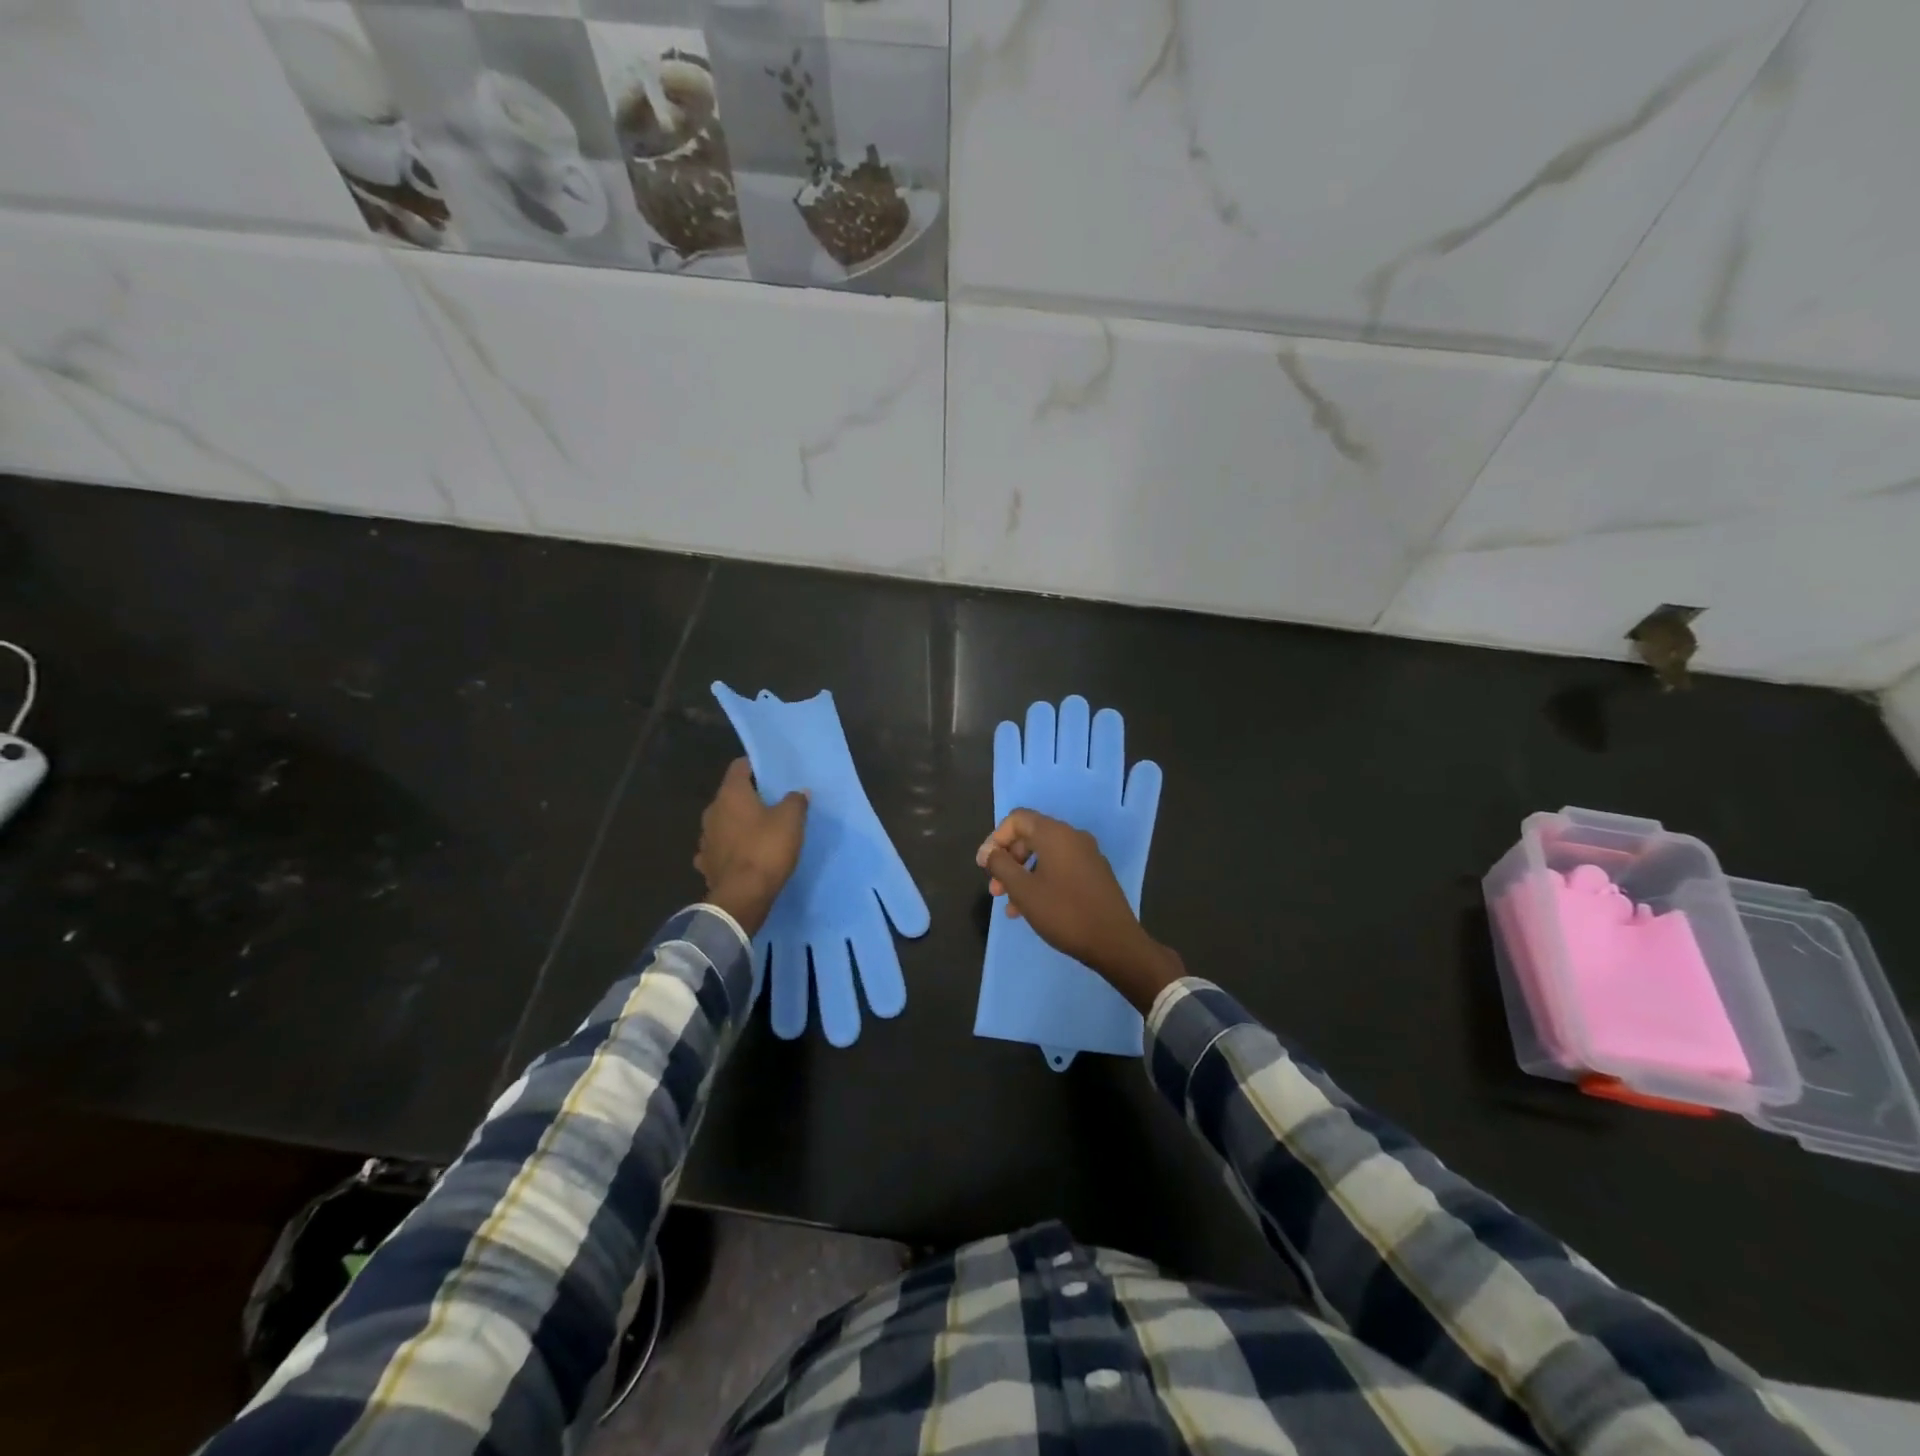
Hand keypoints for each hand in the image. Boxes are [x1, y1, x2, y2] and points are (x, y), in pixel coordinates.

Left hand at [695, 759, 807, 935]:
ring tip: (758, 831)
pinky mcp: (706, 864)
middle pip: (730, 796)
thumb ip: (795, 801)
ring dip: (737, 824)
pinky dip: (729, 849)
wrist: (742, 896)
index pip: (739, 767)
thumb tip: (798, 792)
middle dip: (748, 798)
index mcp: (731, 795)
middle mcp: (712, 812)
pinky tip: (742, 856)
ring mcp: (705, 839)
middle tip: (771, 803)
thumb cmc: (766, 849)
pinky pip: (719, 848)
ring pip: (723, 823)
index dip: (755, 766)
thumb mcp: (791, 820)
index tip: (771, 772)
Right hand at [977, 808, 1182, 1012]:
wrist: (1115, 942)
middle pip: (1030, 836)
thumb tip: (990, 852)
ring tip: (1010, 906)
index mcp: (1055, 834)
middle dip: (1008, 860)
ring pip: (1044, 856)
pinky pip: (1060, 868)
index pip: (1017, 819)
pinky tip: (1031, 909)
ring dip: (1022, 875)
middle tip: (995, 890)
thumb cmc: (1064, 912)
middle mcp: (1073, 837)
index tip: (985, 867)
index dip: (995, 839)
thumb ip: (1001, 865)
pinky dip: (1041, 881)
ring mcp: (1087, 855)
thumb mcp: (1023, 890)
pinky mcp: (1095, 874)